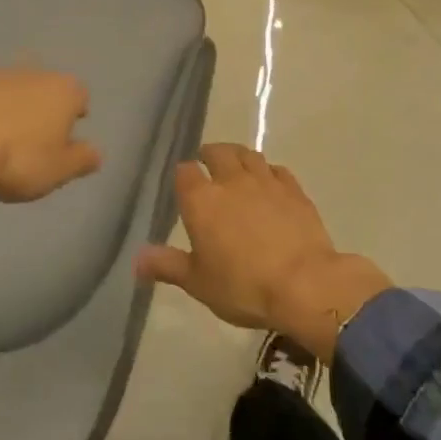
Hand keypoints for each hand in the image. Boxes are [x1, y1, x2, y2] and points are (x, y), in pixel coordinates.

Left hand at [0, 68, 101, 201]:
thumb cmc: (20, 159)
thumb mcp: (60, 170)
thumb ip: (83, 158)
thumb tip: (96, 152)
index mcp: (64, 90)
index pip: (81, 96)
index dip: (77, 115)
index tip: (69, 137)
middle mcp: (34, 74)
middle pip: (47, 89)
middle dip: (46, 109)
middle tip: (39, 140)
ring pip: (16, 91)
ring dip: (15, 109)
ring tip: (7, 140)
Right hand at [134, 144, 390, 362]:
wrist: (304, 284)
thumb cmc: (243, 286)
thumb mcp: (198, 282)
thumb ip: (167, 265)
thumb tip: (136, 259)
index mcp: (202, 200)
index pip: (185, 172)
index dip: (183, 175)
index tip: (183, 183)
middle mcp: (231, 181)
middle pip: (218, 153)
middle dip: (210, 154)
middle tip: (208, 163)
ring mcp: (266, 182)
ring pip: (249, 155)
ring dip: (238, 156)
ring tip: (236, 165)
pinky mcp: (294, 190)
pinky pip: (277, 170)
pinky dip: (268, 172)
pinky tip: (269, 182)